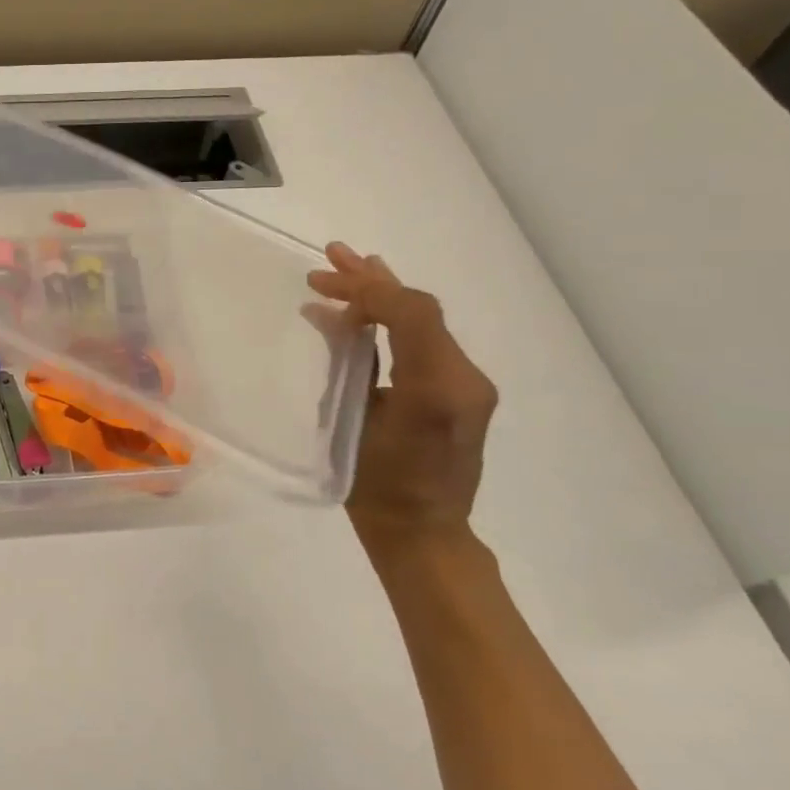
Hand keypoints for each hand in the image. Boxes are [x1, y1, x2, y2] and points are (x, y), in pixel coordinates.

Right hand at [307, 243, 496, 542]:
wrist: (424, 532)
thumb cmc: (377, 486)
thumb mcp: (352, 424)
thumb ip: (349, 365)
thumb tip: (329, 318)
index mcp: (439, 387)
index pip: (410, 313)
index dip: (366, 290)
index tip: (321, 284)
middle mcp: (464, 378)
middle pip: (419, 310)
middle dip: (372, 282)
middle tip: (329, 257)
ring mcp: (468, 384)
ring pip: (424, 322)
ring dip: (383, 295)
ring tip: (347, 266)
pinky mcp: (462, 392)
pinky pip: (426, 341)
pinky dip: (393, 320)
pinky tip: (368, 309)